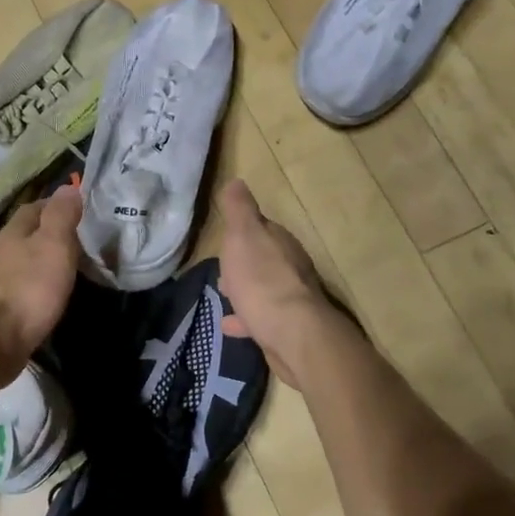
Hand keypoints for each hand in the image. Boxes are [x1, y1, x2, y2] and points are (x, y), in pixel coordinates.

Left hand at [0, 185, 83, 376]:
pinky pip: (21, 284)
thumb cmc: (29, 289)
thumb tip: (67, 187)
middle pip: (27, 232)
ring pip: (23, 259)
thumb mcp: (54, 245)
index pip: (36, 206)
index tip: (82, 212)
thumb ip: (61, 215)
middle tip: (81, 241)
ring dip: (43, 259)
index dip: (59, 206)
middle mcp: (0, 250)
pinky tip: (49, 293)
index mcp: (13, 231)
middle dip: (51, 233)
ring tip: (69, 267)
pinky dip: (36, 282)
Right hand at [216, 179, 329, 385]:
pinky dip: (246, 318)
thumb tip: (237, 181)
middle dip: (244, 262)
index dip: (243, 232)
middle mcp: (291, 268)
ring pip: (263, 289)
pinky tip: (229, 325)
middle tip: (222, 268)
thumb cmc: (262, 279)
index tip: (226, 237)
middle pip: (264, 260)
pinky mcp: (285, 328)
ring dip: (245, 289)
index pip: (262, 229)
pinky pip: (261, 318)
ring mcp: (290, 299)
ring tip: (223, 294)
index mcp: (281, 242)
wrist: (292, 334)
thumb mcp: (243, 235)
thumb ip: (239, 209)